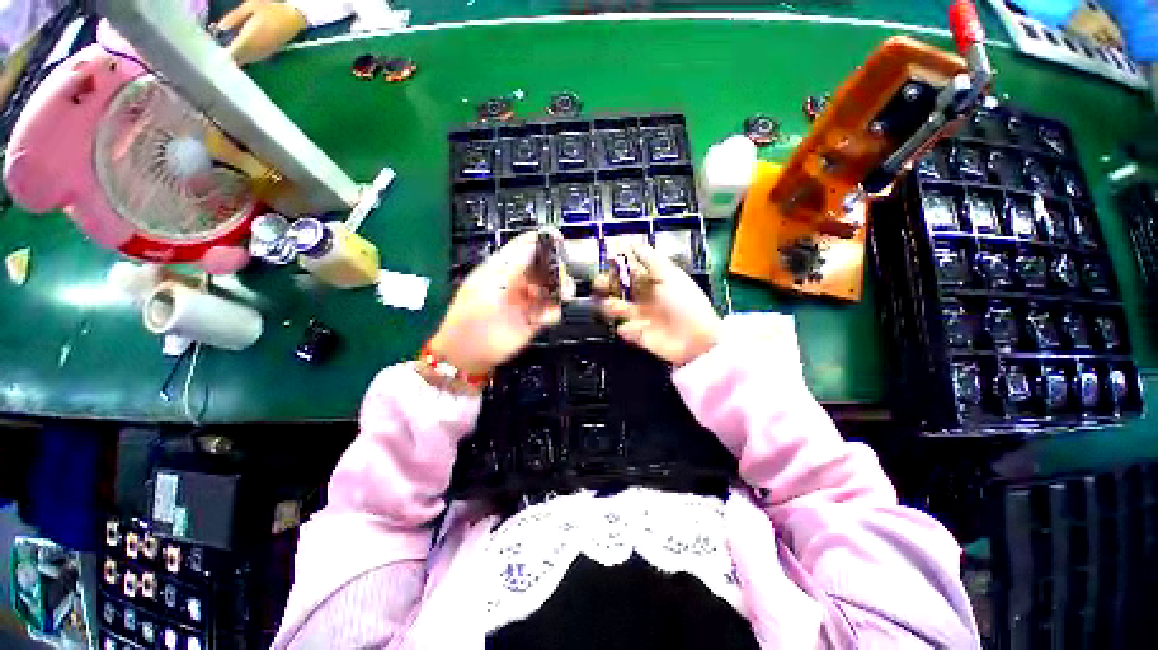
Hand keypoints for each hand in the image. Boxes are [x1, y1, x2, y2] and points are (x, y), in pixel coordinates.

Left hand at [214, 0, 307, 65]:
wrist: (293, 17)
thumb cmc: (271, 8)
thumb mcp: (250, 6)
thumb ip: (235, 17)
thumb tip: (221, 27)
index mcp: (251, 34)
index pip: (234, 49)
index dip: (224, 54)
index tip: (215, 58)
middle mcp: (258, 46)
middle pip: (240, 56)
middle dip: (230, 58)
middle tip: (219, 60)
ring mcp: (265, 50)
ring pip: (248, 59)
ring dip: (238, 59)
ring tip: (228, 59)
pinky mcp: (270, 52)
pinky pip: (256, 58)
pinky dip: (247, 58)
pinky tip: (241, 57)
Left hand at [430, 230, 570, 375]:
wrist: (467, 354)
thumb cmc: (470, 318)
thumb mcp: (488, 288)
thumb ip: (512, 268)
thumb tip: (533, 246)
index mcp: (502, 267)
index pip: (525, 246)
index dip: (543, 241)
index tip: (560, 240)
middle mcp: (518, 281)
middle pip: (545, 266)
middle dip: (558, 268)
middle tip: (563, 276)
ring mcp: (527, 301)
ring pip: (552, 288)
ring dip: (561, 289)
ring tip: (564, 295)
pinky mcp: (534, 320)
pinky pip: (551, 311)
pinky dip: (553, 312)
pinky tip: (545, 318)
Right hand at [598, 242, 721, 366]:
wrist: (696, 338)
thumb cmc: (685, 302)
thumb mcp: (670, 275)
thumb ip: (650, 259)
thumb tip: (631, 243)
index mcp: (652, 280)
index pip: (630, 269)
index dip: (618, 264)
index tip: (608, 260)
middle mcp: (644, 296)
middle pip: (618, 287)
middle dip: (607, 284)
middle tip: (600, 284)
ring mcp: (640, 316)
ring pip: (616, 308)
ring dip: (610, 306)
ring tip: (614, 307)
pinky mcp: (639, 335)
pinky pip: (625, 330)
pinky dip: (625, 329)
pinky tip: (631, 328)